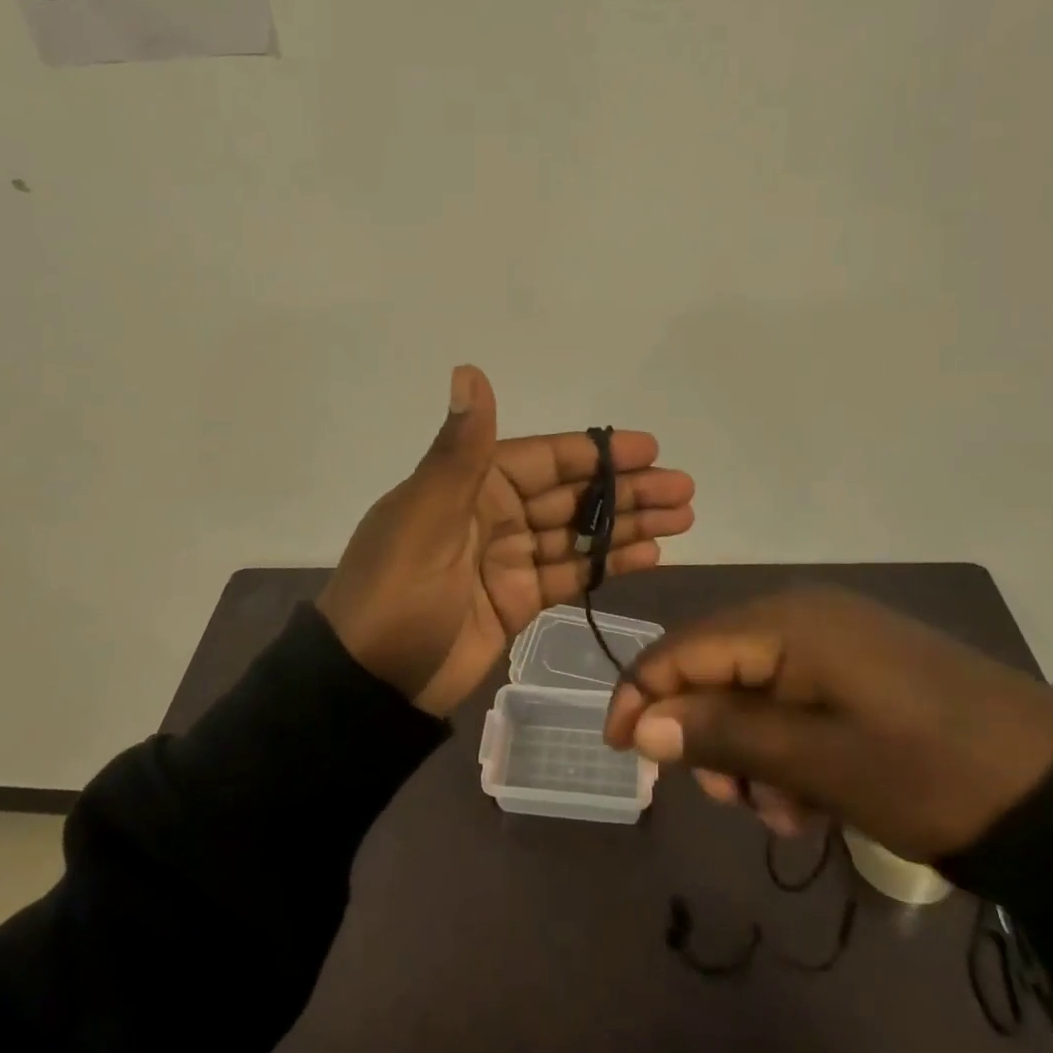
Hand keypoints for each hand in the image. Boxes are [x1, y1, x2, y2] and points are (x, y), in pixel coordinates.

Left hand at [317, 365, 695, 715]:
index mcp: (471, 484)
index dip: (598, 453)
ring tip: (682, 518)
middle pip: (572, 495)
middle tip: (683, 489)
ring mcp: (507, 559)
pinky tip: (649, 554)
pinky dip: (606, 564)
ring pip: (577, 533)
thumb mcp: (427, 514)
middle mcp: (493, 514)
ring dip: (627, 525)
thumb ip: (461, 448)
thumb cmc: (398, 590)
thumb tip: (468, 369)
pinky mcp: (516, 601)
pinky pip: (569, 574)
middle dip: (626, 490)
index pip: (546, 459)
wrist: (369, 683)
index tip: (650, 449)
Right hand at [602, 588, 1052, 861]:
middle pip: (716, 668)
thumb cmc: (928, 770)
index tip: (617, 749)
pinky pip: (793, 696)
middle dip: (709, 735)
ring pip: (753, 688)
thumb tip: (641, 724)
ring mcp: (833, 637)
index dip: (643, 694)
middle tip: (733, 801)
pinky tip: (814, 795)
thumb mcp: (818, 762)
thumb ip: (724, 735)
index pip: (684, 648)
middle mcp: (800, 613)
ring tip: (787, 810)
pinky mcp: (858, 664)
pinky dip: (787, 745)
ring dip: (751, 751)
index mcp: (785, 621)